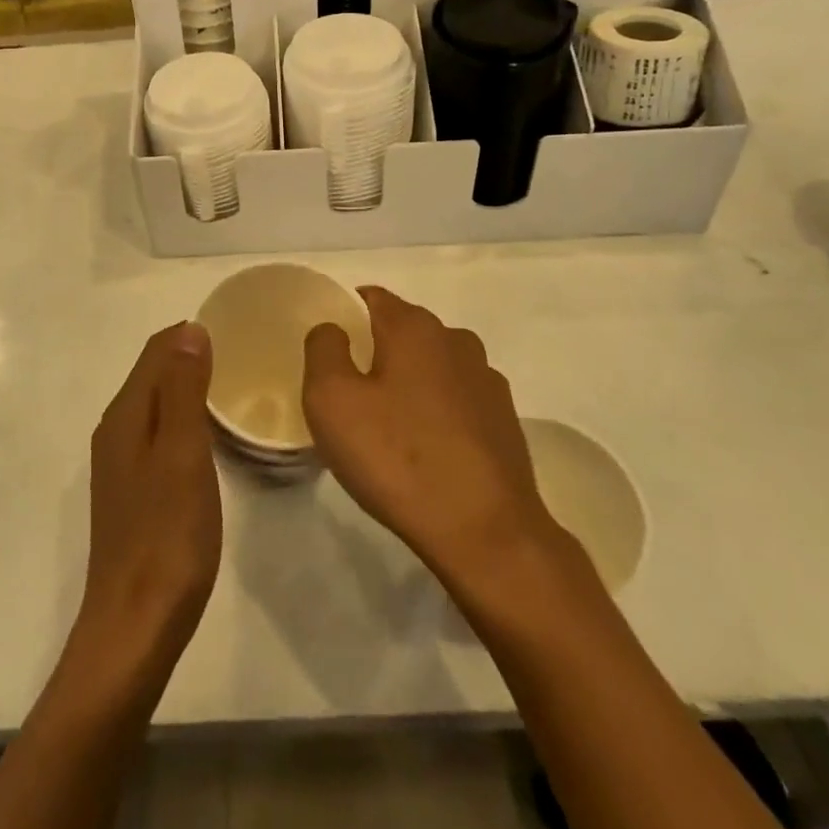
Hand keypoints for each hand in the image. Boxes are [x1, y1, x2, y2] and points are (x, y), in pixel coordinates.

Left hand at [73, 323, 221, 673]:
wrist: (135, 626)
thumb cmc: (167, 535)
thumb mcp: (182, 453)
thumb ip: (183, 389)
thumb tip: (190, 329)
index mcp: (126, 415)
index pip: (156, 351)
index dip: (189, 333)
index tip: (234, 326)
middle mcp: (117, 431)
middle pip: (152, 374)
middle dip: (189, 355)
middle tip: (241, 352)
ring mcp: (122, 463)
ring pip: (156, 404)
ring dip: (187, 386)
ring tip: (232, 385)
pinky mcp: (133, 490)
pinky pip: (159, 433)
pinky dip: (183, 418)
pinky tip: (208, 436)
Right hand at [303, 288, 555, 592]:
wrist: (486, 531)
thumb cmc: (397, 458)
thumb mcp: (331, 400)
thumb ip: (324, 349)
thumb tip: (334, 329)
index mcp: (414, 327)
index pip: (371, 298)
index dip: (345, 316)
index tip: (329, 353)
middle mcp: (455, 340)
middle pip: (403, 331)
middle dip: (376, 353)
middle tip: (350, 397)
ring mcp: (486, 379)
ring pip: (432, 365)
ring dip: (409, 383)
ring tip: (389, 429)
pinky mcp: (504, 419)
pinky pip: (457, 399)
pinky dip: (437, 412)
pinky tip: (427, 451)